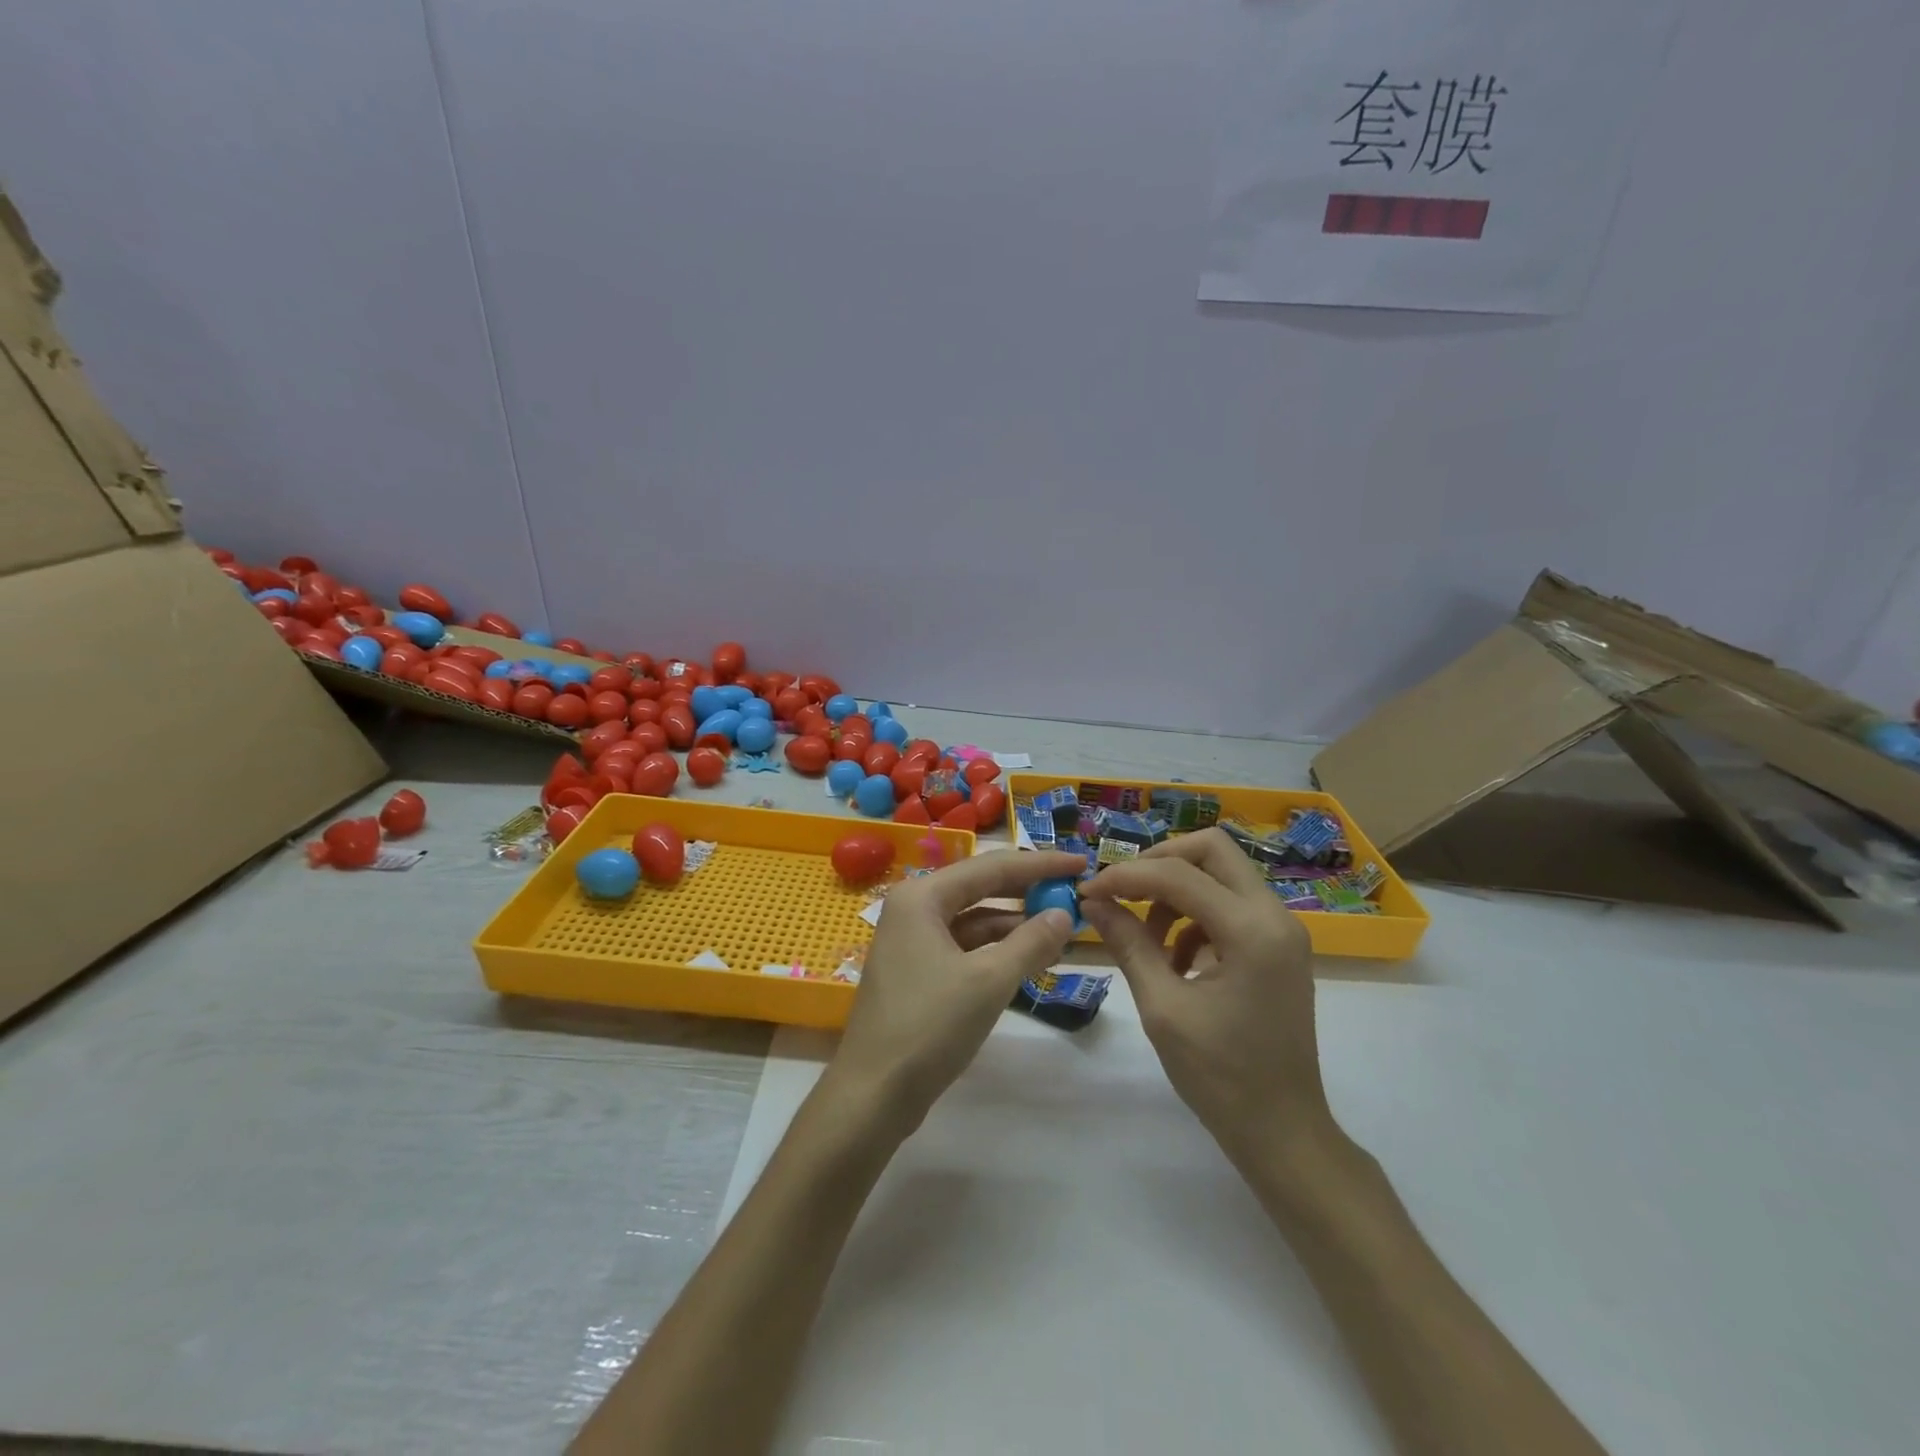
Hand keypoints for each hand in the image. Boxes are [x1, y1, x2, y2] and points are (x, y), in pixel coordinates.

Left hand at [832, 850, 1088, 1131]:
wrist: (873, 1094)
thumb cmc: (929, 1027)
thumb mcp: (989, 981)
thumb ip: (1031, 943)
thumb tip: (1065, 915)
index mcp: (922, 897)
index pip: (991, 867)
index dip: (1040, 864)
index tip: (1081, 862)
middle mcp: (914, 908)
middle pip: (981, 887)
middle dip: (1028, 890)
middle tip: (1073, 889)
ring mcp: (913, 940)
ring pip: (974, 918)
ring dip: (1015, 922)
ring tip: (1062, 925)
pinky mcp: (917, 970)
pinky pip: (965, 945)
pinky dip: (997, 948)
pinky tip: (1029, 955)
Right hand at [1079, 828, 1328, 1164]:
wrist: (1283, 1132)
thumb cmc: (1220, 1077)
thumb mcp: (1163, 1008)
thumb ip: (1128, 945)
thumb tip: (1092, 902)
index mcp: (1252, 931)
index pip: (1179, 874)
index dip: (1126, 876)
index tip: (1089, 892)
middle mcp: (1275, 915)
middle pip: (1212, 849)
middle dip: (1159, 862)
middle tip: (1122, 891)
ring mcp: (1282, 929)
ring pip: (1221, 873)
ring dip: (1176, 890)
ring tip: (1145, 936)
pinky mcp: (1278, 946)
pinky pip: (1230, 904)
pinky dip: (1195, 916)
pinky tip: (1174, 958)